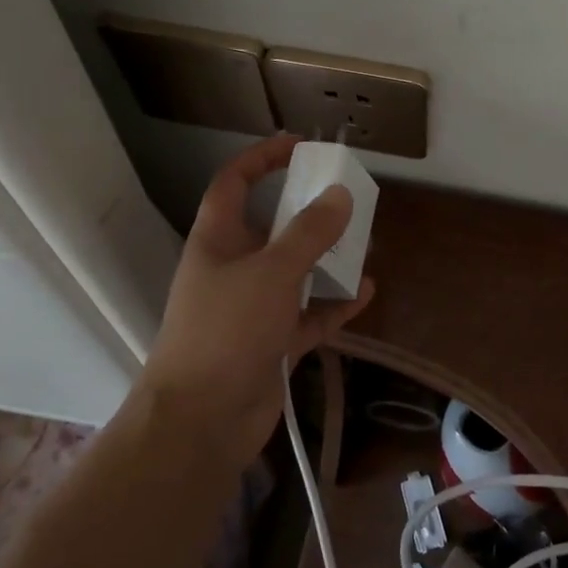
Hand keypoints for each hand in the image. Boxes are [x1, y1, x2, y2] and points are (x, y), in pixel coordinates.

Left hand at [138, 135, 374, 465]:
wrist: (201, 421)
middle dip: (309, 212)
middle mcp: (234, 268)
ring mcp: (252, 308)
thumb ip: (309, 233)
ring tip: (364, 245)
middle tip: (348, 200)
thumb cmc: (227, 331)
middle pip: (272, 226)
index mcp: (218, 240)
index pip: (235, 183)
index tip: (301, 146)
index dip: (263, 158)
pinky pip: (309, 314)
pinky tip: (366, 292)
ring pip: (295, 272)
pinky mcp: (272, 342)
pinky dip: (335, 304)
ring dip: (327, 259)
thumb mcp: (272, 272)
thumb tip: (341, 195)